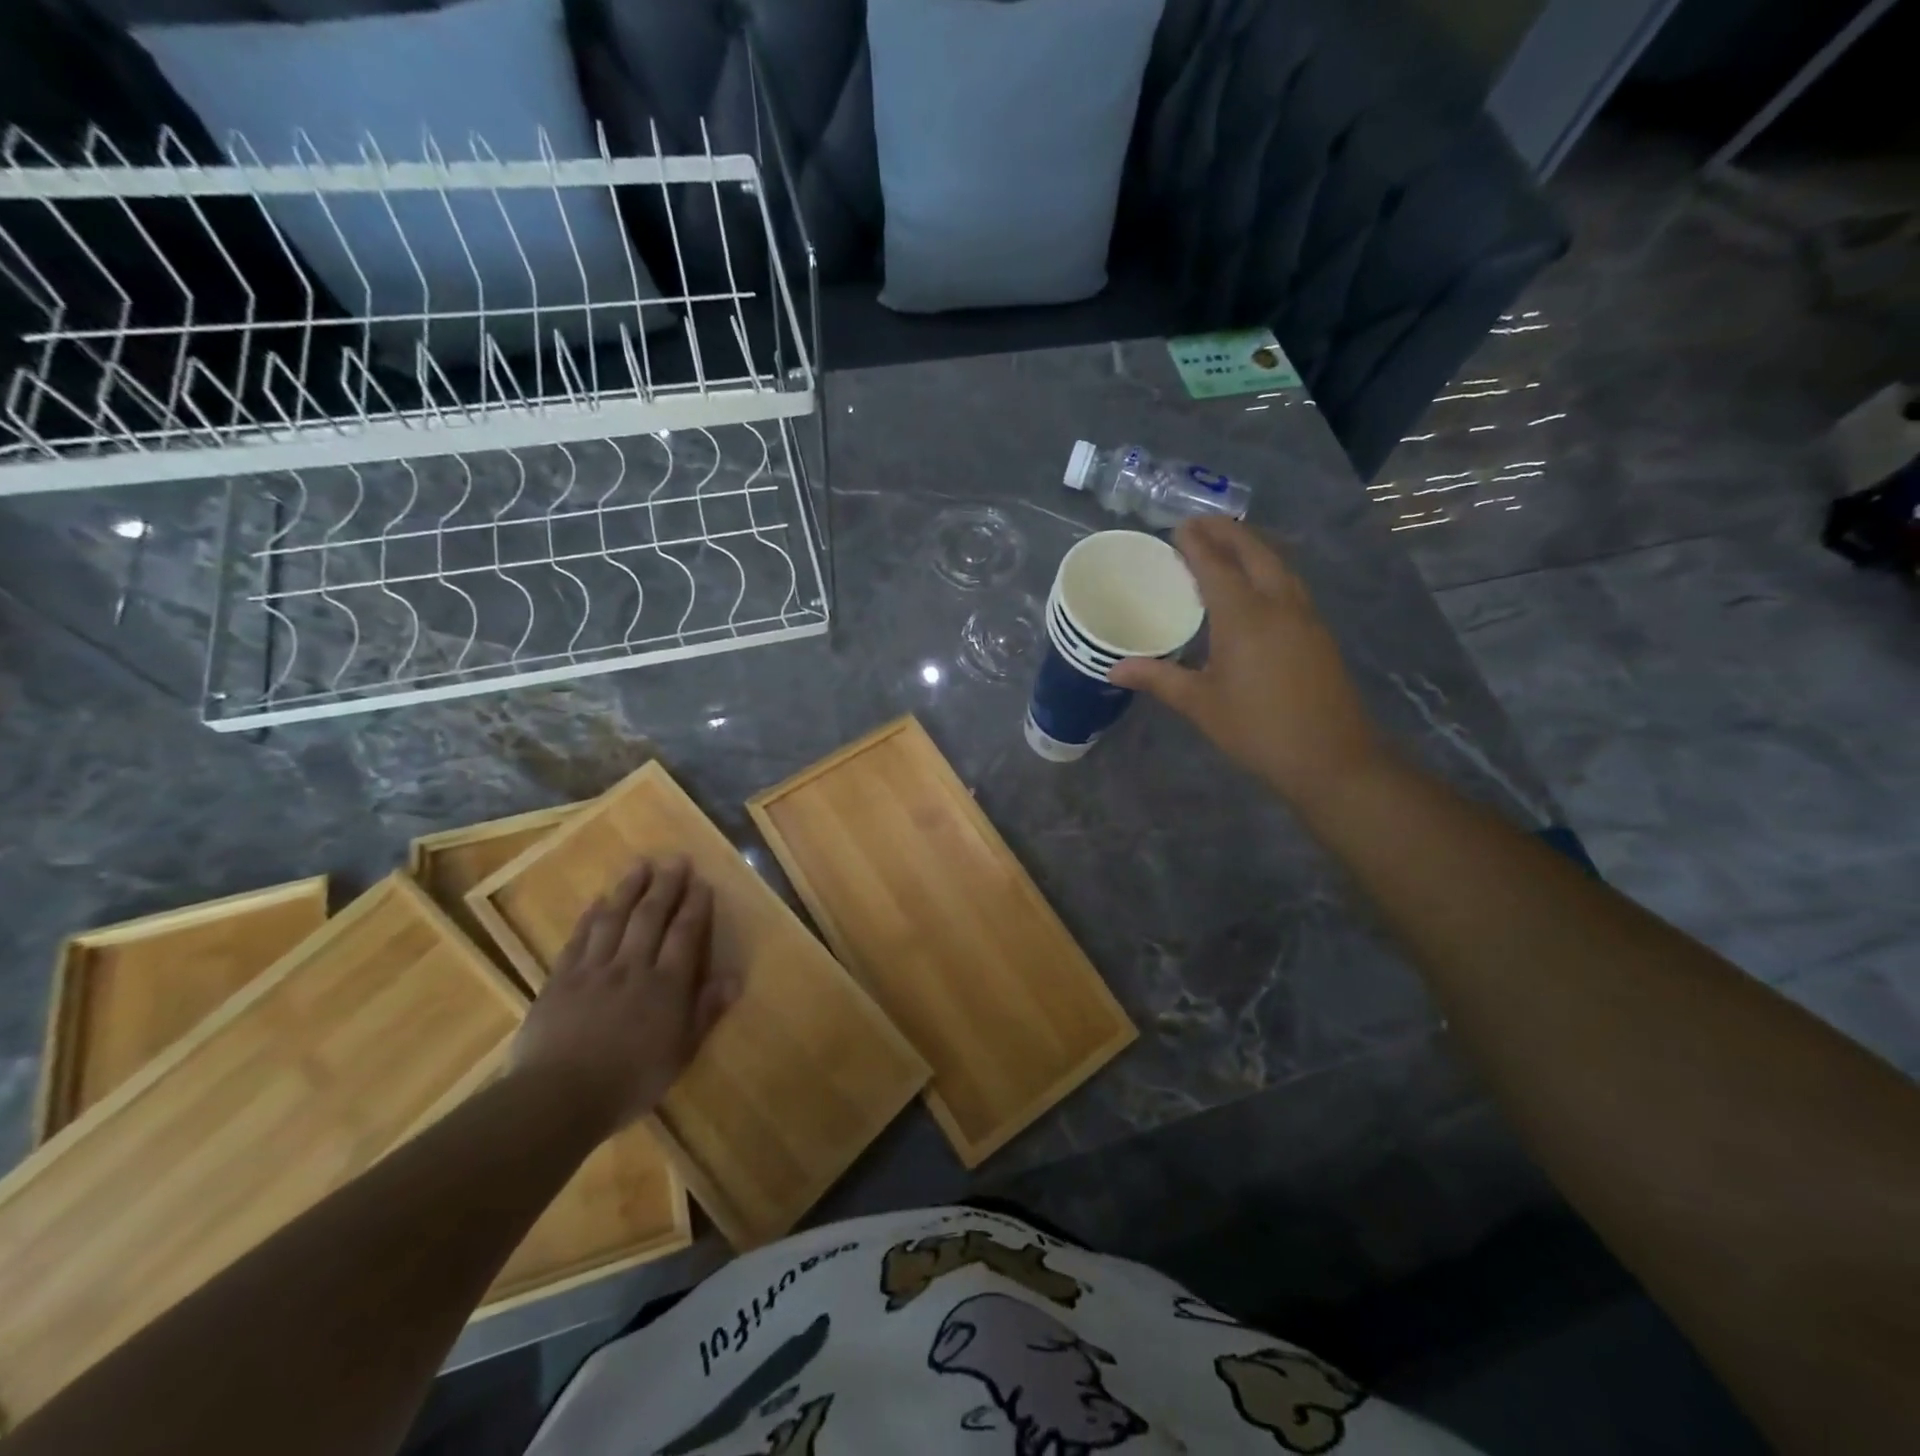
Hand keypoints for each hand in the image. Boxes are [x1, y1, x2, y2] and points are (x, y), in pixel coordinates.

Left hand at [511, 857, 738, 1133]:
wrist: (556, 1098)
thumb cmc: (629, 1082)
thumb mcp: (680, 1054)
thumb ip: (706, 1012)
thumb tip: (734, 977)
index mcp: (666, 985)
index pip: (685, 934)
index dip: (695, 906)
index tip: (702, 882)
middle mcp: (632, 967)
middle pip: (651, 917)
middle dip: (666, 885)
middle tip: (675, 859)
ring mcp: (594, 970)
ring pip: (615, 919)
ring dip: (629, 889)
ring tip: (640, 865)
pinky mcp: (560, 980)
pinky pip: (578, 939)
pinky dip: (589, 917)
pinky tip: (597, 901)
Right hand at [1111, 517, 1384, 804]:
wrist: (1330, 758)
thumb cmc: (1257, 729)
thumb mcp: (1200, 705)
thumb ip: (1158, 679)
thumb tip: (1113, 669)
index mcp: (1245, 617)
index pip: (1217, 566)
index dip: (1196, 544)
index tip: (1178, 527)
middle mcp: (1279, 605)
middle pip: (1255, 552)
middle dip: (1228, 532)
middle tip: (1201, 524)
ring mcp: (1306, 617)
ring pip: (1279, 565)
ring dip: (1252, 547)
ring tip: (1227, 545)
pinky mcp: (1318, 633)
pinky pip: (1289, 585)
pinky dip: (1268, 570)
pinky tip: (1256, 586)